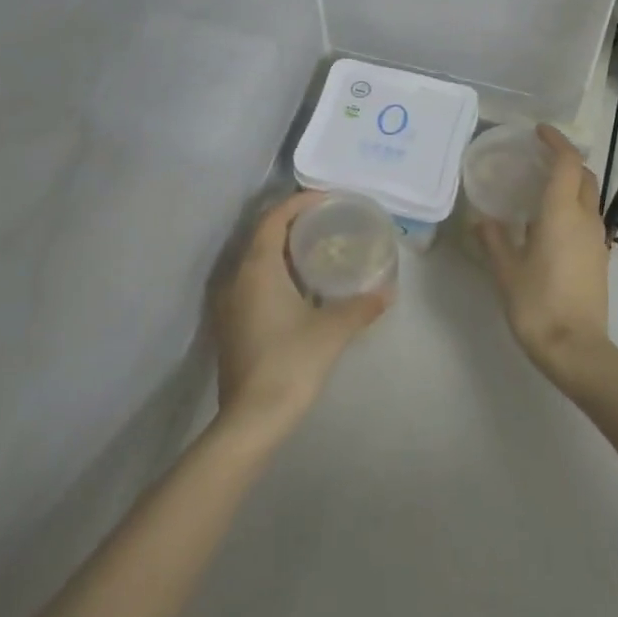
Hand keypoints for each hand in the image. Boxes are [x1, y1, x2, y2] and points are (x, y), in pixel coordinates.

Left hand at [211, 192, 390, 438]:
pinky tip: (301, 286)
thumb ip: (361, 306)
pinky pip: (253, 281)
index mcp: (258, 268)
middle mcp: (237, 277)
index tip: (327, 199)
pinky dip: (276, 272)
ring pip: (256, 260)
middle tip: (327, 221)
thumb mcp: (333, 330)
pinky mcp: (231, 323)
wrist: (252, 417)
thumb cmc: (291, 362)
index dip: (298, 202)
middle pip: (263, 235)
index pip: (274, 218)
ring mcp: (230, 302)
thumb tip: (388, 291)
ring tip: (317, 248)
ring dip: (283, 248)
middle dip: (292, 223)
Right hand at [479, 126, 613, 390]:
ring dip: (570, 185)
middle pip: (584, 176)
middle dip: (565, 160)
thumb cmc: (538, 304)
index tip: (538, 132)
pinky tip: (548, 224)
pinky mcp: (599, 258)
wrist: (577, 350)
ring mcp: (597, 240)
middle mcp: (586, 219)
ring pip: (589, 198)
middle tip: (537, 159)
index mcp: (562, 213)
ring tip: (538, 190)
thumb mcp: (506, 271)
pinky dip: (573, 208)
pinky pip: (588, 219)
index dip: (556, 142)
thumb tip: (482, 219)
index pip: (567, 162)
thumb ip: (494, 239)